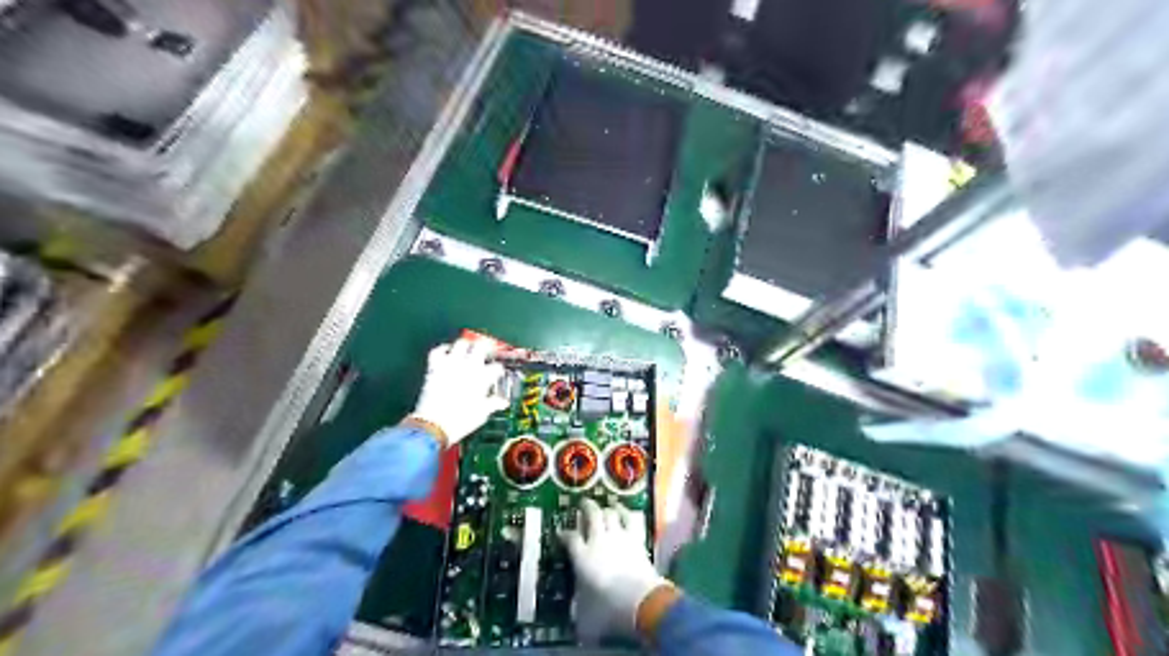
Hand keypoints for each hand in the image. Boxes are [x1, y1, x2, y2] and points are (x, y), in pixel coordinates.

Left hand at [407, 339, 504, 445]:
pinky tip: (447, 351)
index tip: (498, 374)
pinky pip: (438, 351)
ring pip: (461, 344)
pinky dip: (443, 349)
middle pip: (480, 347)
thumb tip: (502, 402)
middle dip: (486, 348)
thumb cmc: (460, 421)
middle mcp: (468, 367)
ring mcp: (450, 365)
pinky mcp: (435, 368)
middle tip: (487, 352)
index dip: (499, 370)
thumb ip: (493, 403)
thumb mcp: (482, 414)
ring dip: (466, 345)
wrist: (433, 426)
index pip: (496, 367)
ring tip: (469, 349)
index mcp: (482, 378)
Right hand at [559, 501, 670, 641]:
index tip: (562, 533)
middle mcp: (598, 540)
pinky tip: (623, 509)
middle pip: (591, 515)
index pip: (570, 538)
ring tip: (604, 506)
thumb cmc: (608, 606)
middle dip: (586, 507)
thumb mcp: (585, 608)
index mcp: (581, 556)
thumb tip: (575, 615)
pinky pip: (629, 518)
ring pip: (609, 513)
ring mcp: (617, 535)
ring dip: (606, 508)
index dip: (565, 534)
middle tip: (583, 503)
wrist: (638, 599)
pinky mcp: (635, 538)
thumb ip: (579, 603)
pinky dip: (625, 512)